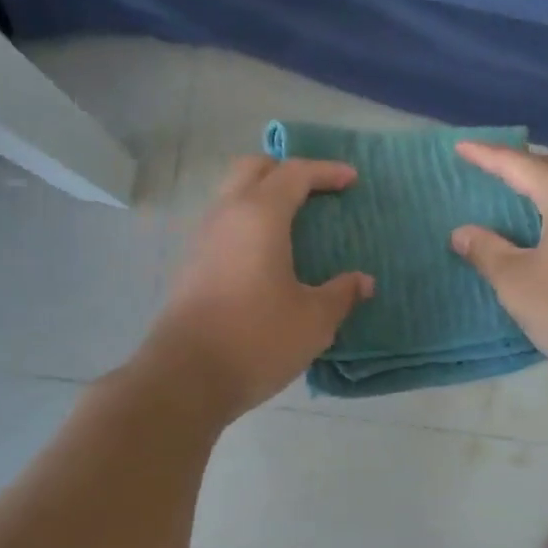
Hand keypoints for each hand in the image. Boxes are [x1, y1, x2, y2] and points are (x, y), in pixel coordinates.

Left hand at [144, 156, 373, 421]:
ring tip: (294, 222)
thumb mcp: (314, 320)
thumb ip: (341, 294)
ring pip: (232, 195)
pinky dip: (248, 222)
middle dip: (286, 171)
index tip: (351, 179)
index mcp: (260, 217)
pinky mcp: (191, 265)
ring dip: (263, 196)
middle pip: (253, 169)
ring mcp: (202, 239)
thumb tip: (362, 282)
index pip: (294, 174)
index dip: (326, 172)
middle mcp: (226, 216)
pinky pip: (224, 224)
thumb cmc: (257, 339)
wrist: (185, 378)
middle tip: (315, 191)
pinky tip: (267, 254)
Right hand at [450, 144, 547, 391]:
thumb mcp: (516, 281)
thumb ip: (486, 250)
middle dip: (515, 166)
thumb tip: (462, 232)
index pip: (520, 165)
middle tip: (483, 166)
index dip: (486, 156)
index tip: (460, 147)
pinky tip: (539, 226)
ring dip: (537, 187)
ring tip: (507, 191)